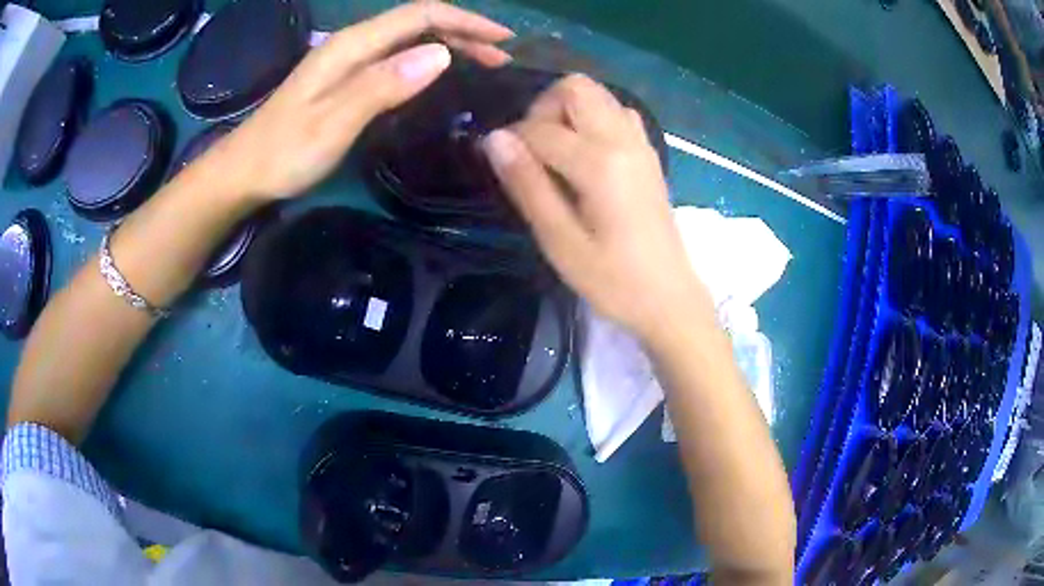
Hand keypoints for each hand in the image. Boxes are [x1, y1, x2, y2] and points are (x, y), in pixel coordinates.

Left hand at [204, 1, 513, 200]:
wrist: (244, 172)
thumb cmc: (284, 153)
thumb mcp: (333, 122)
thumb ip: (382, 85)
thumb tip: (441, 55)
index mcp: (351, 46)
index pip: (420, 16)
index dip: (465, 22)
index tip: (503, 42)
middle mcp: (353, 44)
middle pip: (418, 22)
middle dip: (464, 32)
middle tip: (501, 58)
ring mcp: (348, 61)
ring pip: (409, 38)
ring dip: (450, 43)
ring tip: (483, 63)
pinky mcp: (346, 78)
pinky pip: (397, 57)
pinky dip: (427, 59)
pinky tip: (440, 74)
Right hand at [483, 74, 709, 340]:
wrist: (669, 298)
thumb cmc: (613, 280)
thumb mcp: (560, 241)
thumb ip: (527, 185)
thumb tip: (494, 138)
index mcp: (600, 163)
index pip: (541, 129)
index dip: (511, 142)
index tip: (501, 166)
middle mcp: (623, 139)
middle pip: (576, 87)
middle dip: (543, 108)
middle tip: (532, 151)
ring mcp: (641, 143)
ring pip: (598, 95)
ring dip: (568, 110)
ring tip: (556, 153)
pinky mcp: (648, 153)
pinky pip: (616, 112)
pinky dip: (592, 119)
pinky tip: (584, 155)